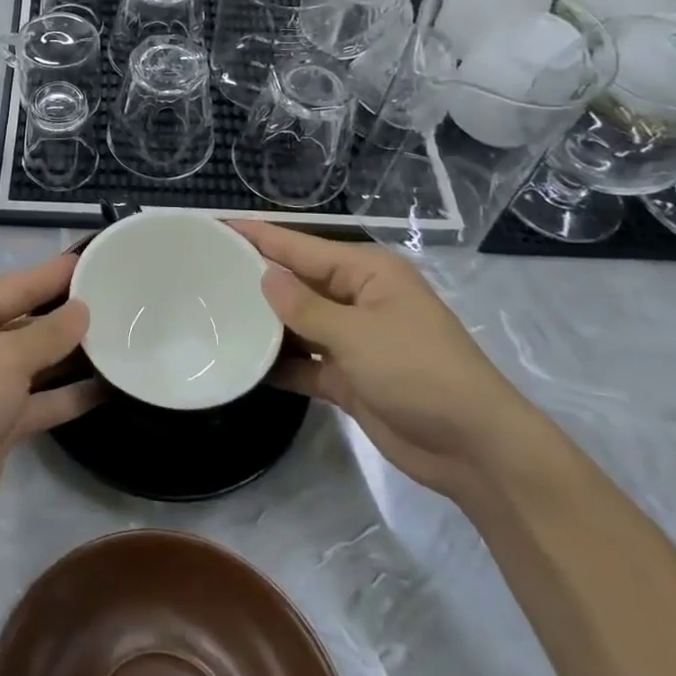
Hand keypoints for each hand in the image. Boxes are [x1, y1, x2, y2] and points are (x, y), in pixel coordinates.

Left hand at [0, 253, 101, 544]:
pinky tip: (106, 387)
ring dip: (72, 355)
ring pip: (37, 364)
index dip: (52, 274)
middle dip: (66, 314)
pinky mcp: (0, 425)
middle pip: (27, 323)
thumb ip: (47, 334)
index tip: (91, 259)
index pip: (15, 287)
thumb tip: (81, 310)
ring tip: (120, 338)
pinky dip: (69, 395)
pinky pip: (42, 401)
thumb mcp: (3, 359)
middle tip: (115, 298)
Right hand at [232, 222, 549, 499]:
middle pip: (295, 282)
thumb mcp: (358, 334)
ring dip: (263, 323)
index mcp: (366, 273)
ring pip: (296, 323)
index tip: (215, 224)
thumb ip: (305, 308)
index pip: (299, 247)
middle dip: (254, 278)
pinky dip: (278, 364)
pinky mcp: (348, 377)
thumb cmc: (420, 373)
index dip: (257, 236)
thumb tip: (264, 277)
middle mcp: (357, 299)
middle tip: (200, 271)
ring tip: (210, 313)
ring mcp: (352, 340)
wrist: (475, 450)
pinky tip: (240, 362)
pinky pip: (303, 362)